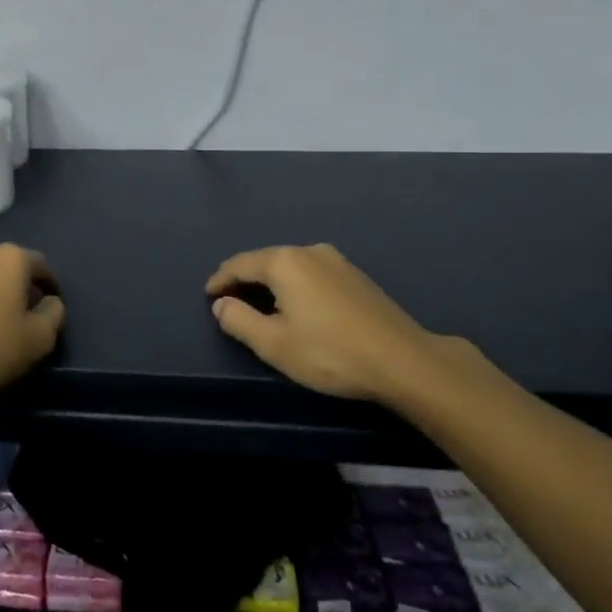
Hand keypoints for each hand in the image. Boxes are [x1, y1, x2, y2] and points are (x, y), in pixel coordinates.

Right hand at [206, 244, 461, 410]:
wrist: (403, 361)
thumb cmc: (330, 353)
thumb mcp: (274, 344)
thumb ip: (239, 321)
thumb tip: (222, 304)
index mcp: (284, 262)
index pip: (240, 264)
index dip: (220, 280)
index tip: (208, 296)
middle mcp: (309, 251)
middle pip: (265, 260)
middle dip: (244, 278)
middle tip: (229, 300)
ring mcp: (337, 261)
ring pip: (291, 266)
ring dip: (270, 282)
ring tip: (259, 303)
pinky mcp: (356, 276)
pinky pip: (311, 273)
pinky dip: (294, 285)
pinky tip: (296, 305)